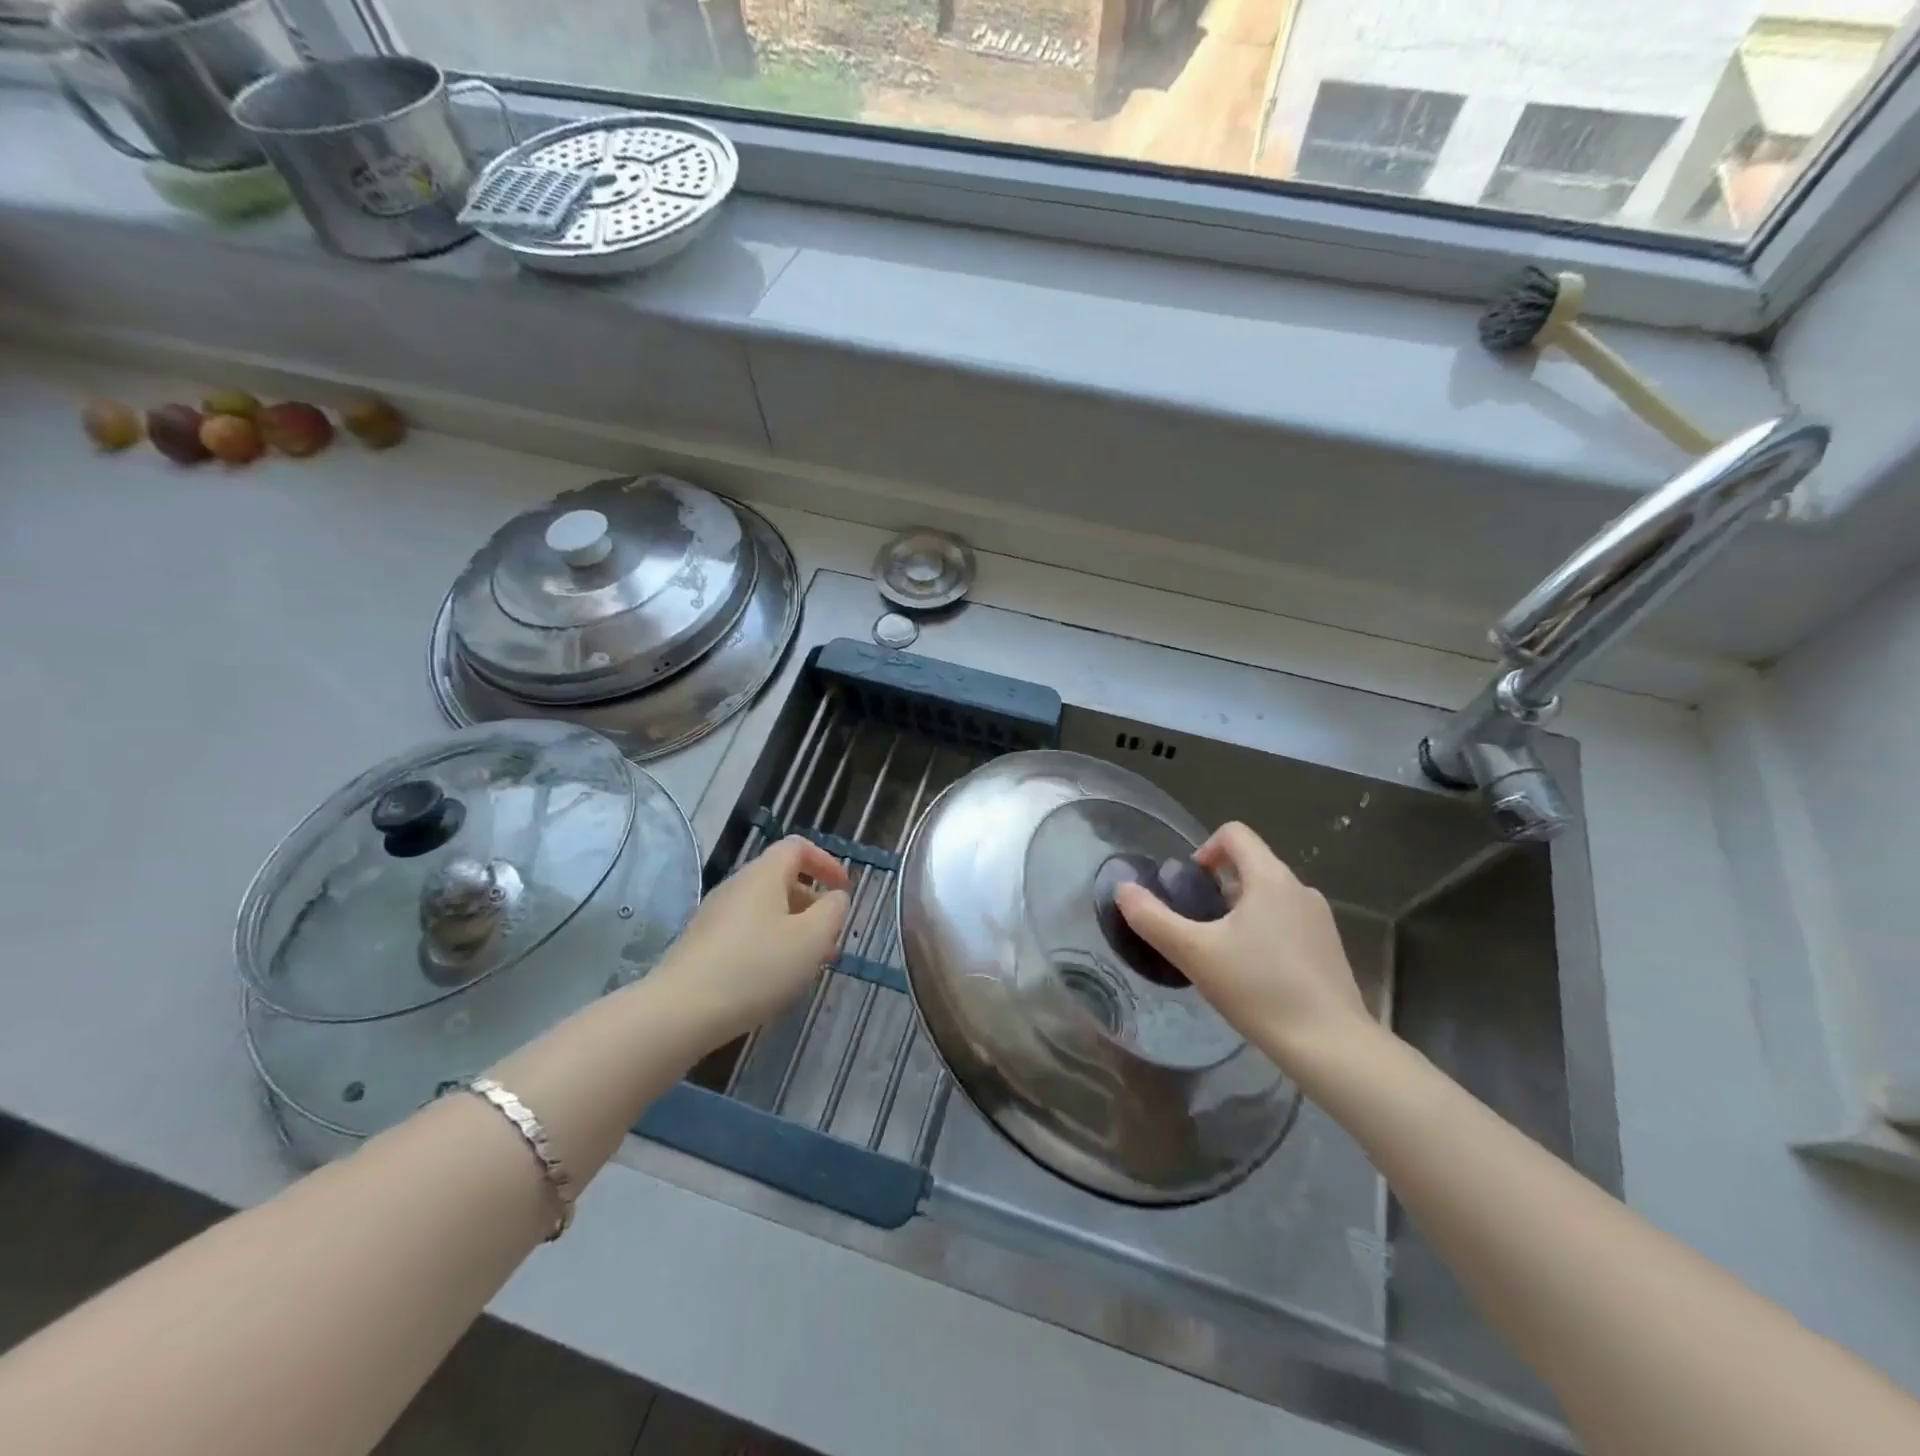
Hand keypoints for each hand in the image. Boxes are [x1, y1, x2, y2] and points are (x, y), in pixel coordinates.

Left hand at [652, 837, 849, 1046]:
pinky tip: (774, 979)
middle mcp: (736, 886)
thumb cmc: (756, 967)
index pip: (797, 847)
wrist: (680, 1012)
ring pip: (765, 910)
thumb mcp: (812, 939)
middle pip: (781, 880)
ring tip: (808, 965)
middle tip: (831, 937)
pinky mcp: (701, 945)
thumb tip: (835, 897)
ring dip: (793, 929)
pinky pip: (746, 932)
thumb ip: (833, 911)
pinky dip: (770, 945)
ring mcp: (714, 916)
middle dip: (812, 904)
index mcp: (764, 875)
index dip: (826, 862)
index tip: (844, 890)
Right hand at [1114, 822, 1372, 1070]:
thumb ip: (1152, 918)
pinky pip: (1288, 920)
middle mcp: (1299, 888)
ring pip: (1270, 894)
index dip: (1204, 849)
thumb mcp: (1194, 953)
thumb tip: (1123, 889)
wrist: (1330, 1044)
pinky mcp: (1330, 947)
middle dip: (1219, 885)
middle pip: (1251, 863)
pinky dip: (1266, 931)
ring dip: (1241, 909)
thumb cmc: (1258, 989)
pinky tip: (1255, 973)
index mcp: (1269, 878)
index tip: (1190, 886)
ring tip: (1224, 951)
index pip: (1234, 834)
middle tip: (1198, 925)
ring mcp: (1320, 918)